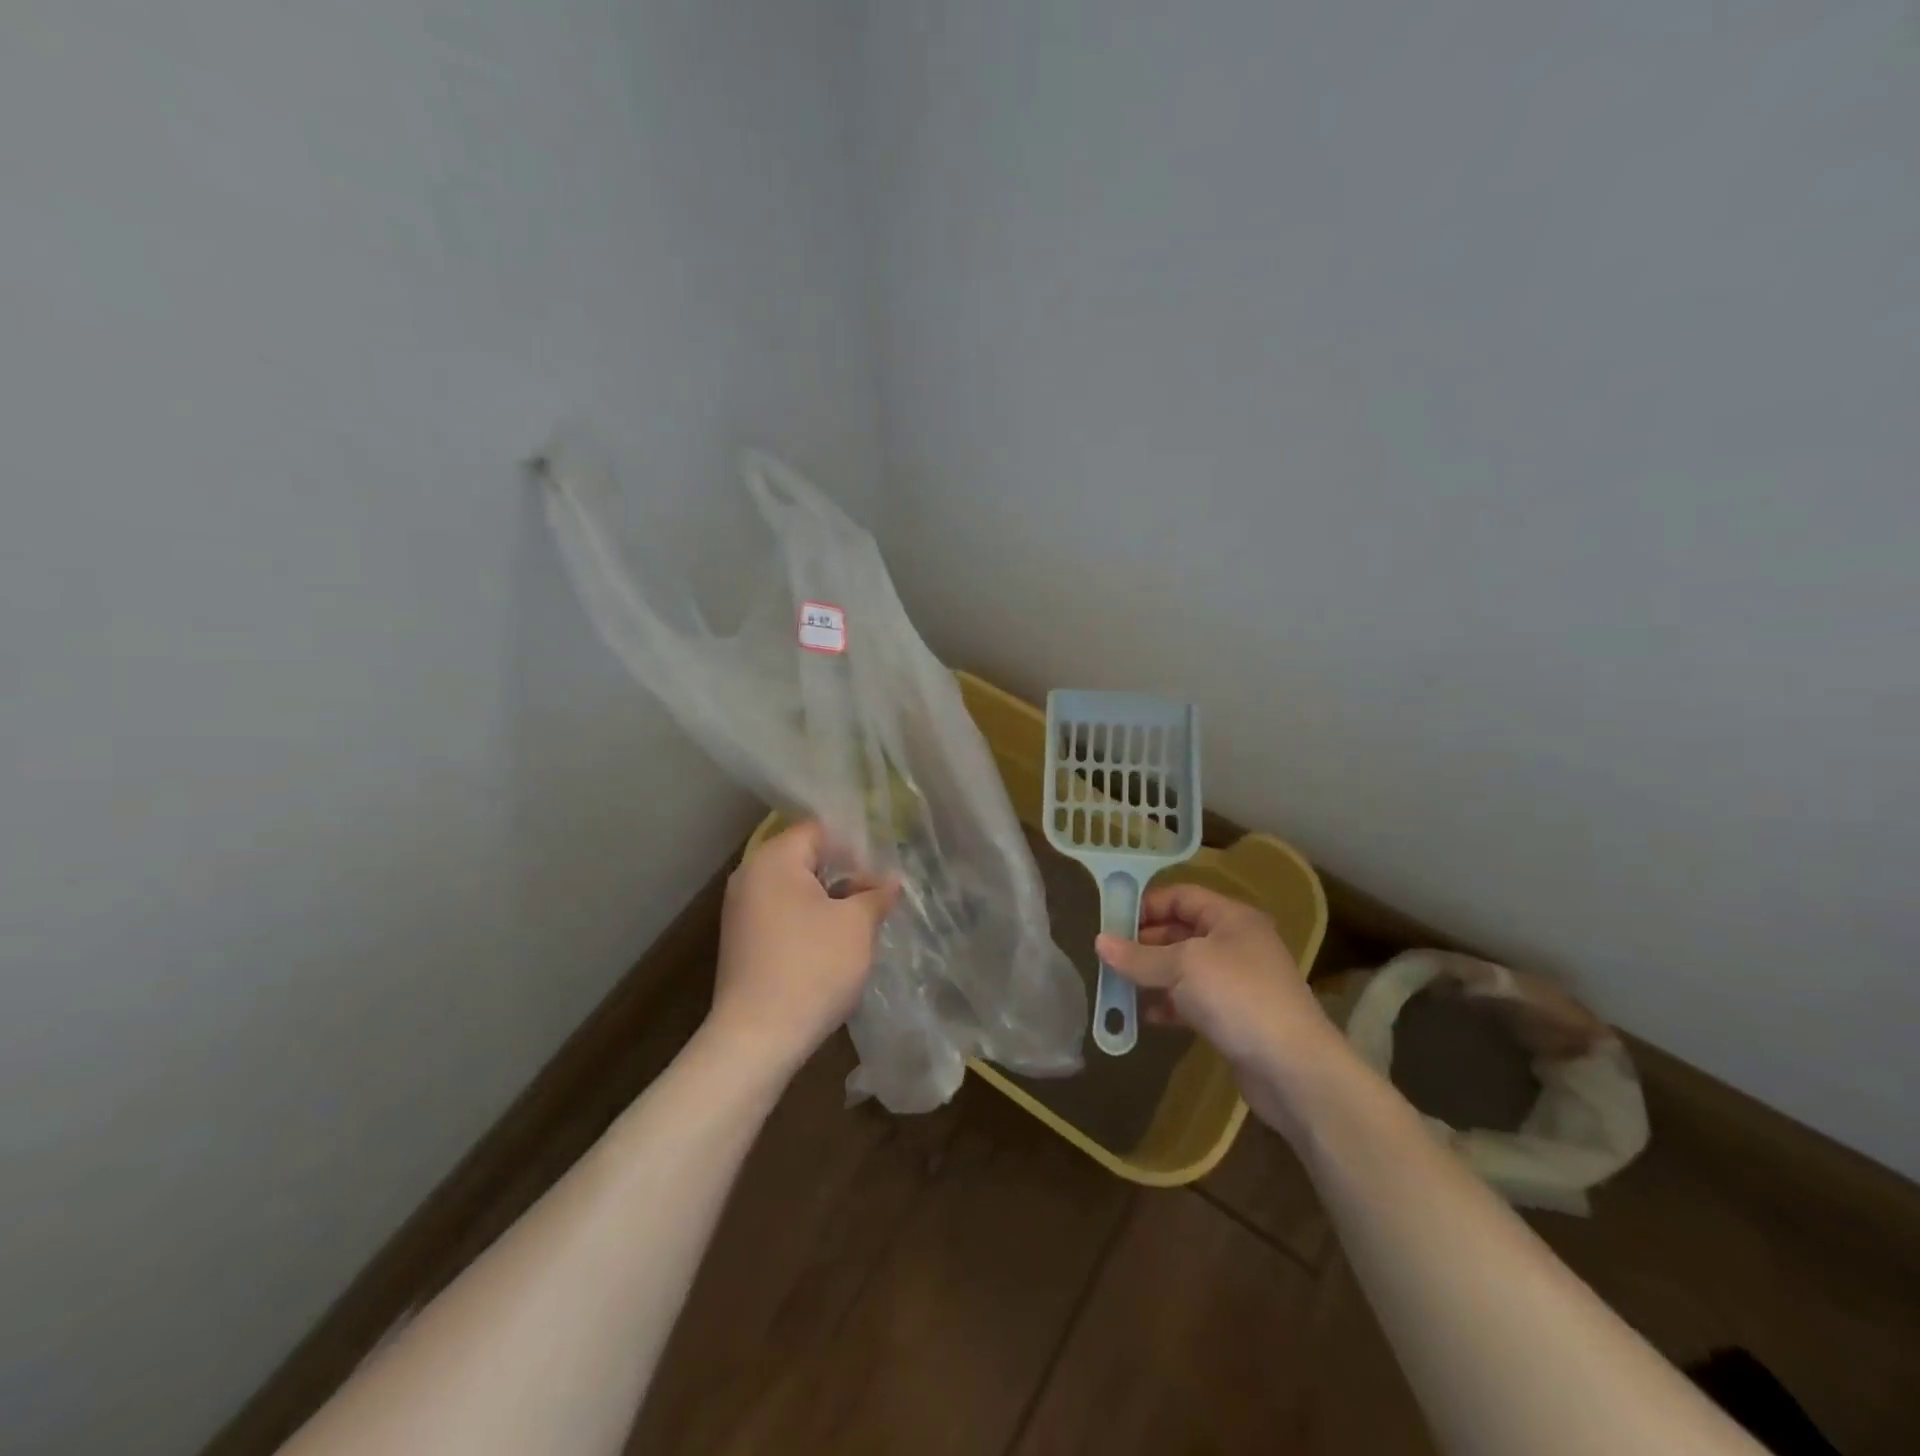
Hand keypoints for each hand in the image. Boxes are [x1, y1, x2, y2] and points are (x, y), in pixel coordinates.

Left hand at [705, 820, 897, 1080]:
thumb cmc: (812, 967)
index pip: (819, 830)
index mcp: (774, 860)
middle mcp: (750, 877)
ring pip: (796, 889)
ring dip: (829, 899)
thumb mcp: (857, 925)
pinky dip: (809, 920)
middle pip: (806, 858)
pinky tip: (835, 944)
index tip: (883, 869)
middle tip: (879, 893)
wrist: (757, 1038)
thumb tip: (891, 881)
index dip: (855, 845)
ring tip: (863, 920)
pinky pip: (783, 914)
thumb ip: (876, 894)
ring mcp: (742, 911)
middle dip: (845, 873)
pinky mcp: (742, 942)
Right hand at [1096, 883, 1350, 1132]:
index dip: (1148, 905)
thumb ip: (1139, 956)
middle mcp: (1237, 943)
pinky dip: (1169, 1004)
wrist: (1294, 1069)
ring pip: (1185, 969)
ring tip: (1118, 985)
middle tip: (1109, 955)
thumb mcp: (1182, 967)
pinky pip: (1193, 1001)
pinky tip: (1145, 1016)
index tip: (1112, 921)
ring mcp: (1238, 982)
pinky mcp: (1235, 1018)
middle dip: (1145, 943)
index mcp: (1232, 918)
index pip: (1182, 896)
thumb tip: (1099, 942)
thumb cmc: (1238, 997)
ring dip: (1153, 975)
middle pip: (1181, 932)